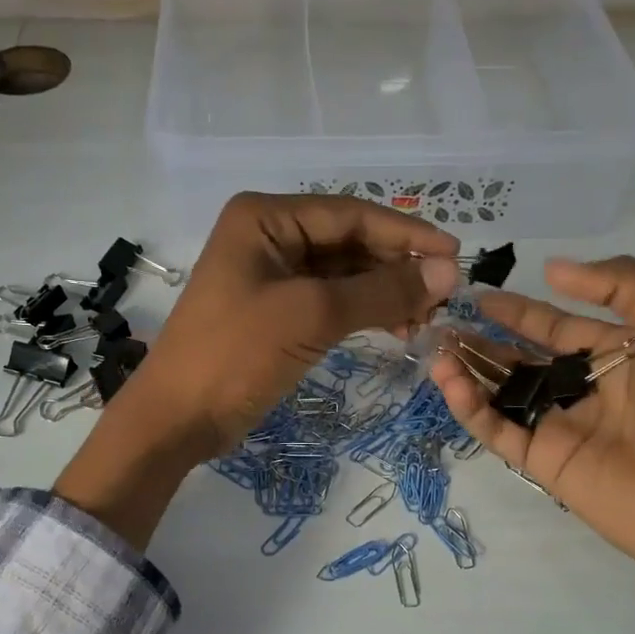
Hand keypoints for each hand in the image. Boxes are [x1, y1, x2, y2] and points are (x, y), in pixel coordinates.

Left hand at [57, 193, 457, 547]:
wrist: (179, 417)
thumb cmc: (236, 354)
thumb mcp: (312, 316)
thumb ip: (382, 292)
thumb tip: (450, 273)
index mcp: (266, 218)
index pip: (351, 215)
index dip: (406, 234)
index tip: (456, 255)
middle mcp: (268, 237)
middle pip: (350, 243)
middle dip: (397, 269)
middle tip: (442, 299)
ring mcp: (271, 277)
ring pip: (344, 275)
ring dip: (384, 294)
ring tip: (423, 322)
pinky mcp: (276, 313)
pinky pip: (330, 302)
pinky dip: (363, 313)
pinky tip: (395, 330)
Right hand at [430, 256, 634, 587]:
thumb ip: (623, 285)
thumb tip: (553, 270)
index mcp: (622, 354)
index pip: (559, 327)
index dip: (522, 311)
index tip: (481, 295)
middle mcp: (587, 389)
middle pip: (523, 359)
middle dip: (485, 340)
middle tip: (445, 322)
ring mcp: (563, 427)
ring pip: (503, 393)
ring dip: (469, 370)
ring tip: (437, 349)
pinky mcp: (544, 463)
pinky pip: (499, 430)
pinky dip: (471, 409)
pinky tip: (450, 383)